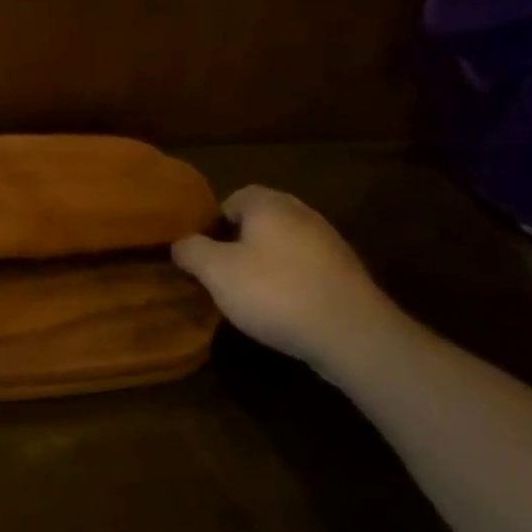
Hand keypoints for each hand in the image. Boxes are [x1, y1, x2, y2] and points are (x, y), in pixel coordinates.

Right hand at [172, 187, 404, 369]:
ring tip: (251, 293)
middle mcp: (301, 212)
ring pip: (285, 244)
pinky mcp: (346, 273)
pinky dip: (292, 280)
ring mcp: (329, 242)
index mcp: (269, 204)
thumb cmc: (275, 292)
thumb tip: (179, 242)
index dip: (214, 222)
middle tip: (222, 271)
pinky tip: (284, 308)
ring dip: (267, 262)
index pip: (234, 197)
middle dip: (240, 241)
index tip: (203, 251)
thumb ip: (191, 251)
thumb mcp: (216, 272)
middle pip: (262, 219)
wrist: (352, 333)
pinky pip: (307, 267)